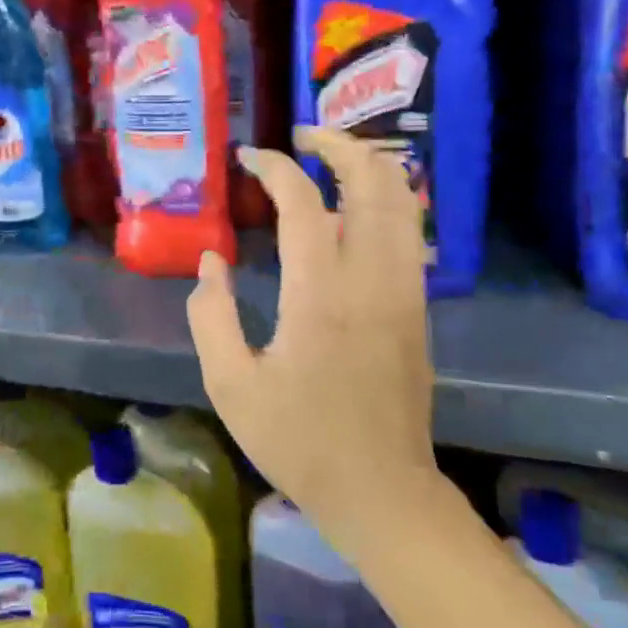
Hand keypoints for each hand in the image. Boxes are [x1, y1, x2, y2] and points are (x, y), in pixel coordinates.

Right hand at [187, 127, 439, 547]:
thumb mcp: (229, 384)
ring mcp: (404, 292)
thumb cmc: (298, 441)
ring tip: (330, 156)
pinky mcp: (417, 308)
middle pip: (372, 182)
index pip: (303, 202)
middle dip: (338, 144)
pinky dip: (384, 200)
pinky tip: (355, 205)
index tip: (249, 157)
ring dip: (368, 166)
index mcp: (319, 295)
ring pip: (401, 202)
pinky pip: (408, 233)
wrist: (380, 491)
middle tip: (302, 135)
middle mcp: (371, 280)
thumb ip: (210, 314)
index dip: (275, 167)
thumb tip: (211, 261)